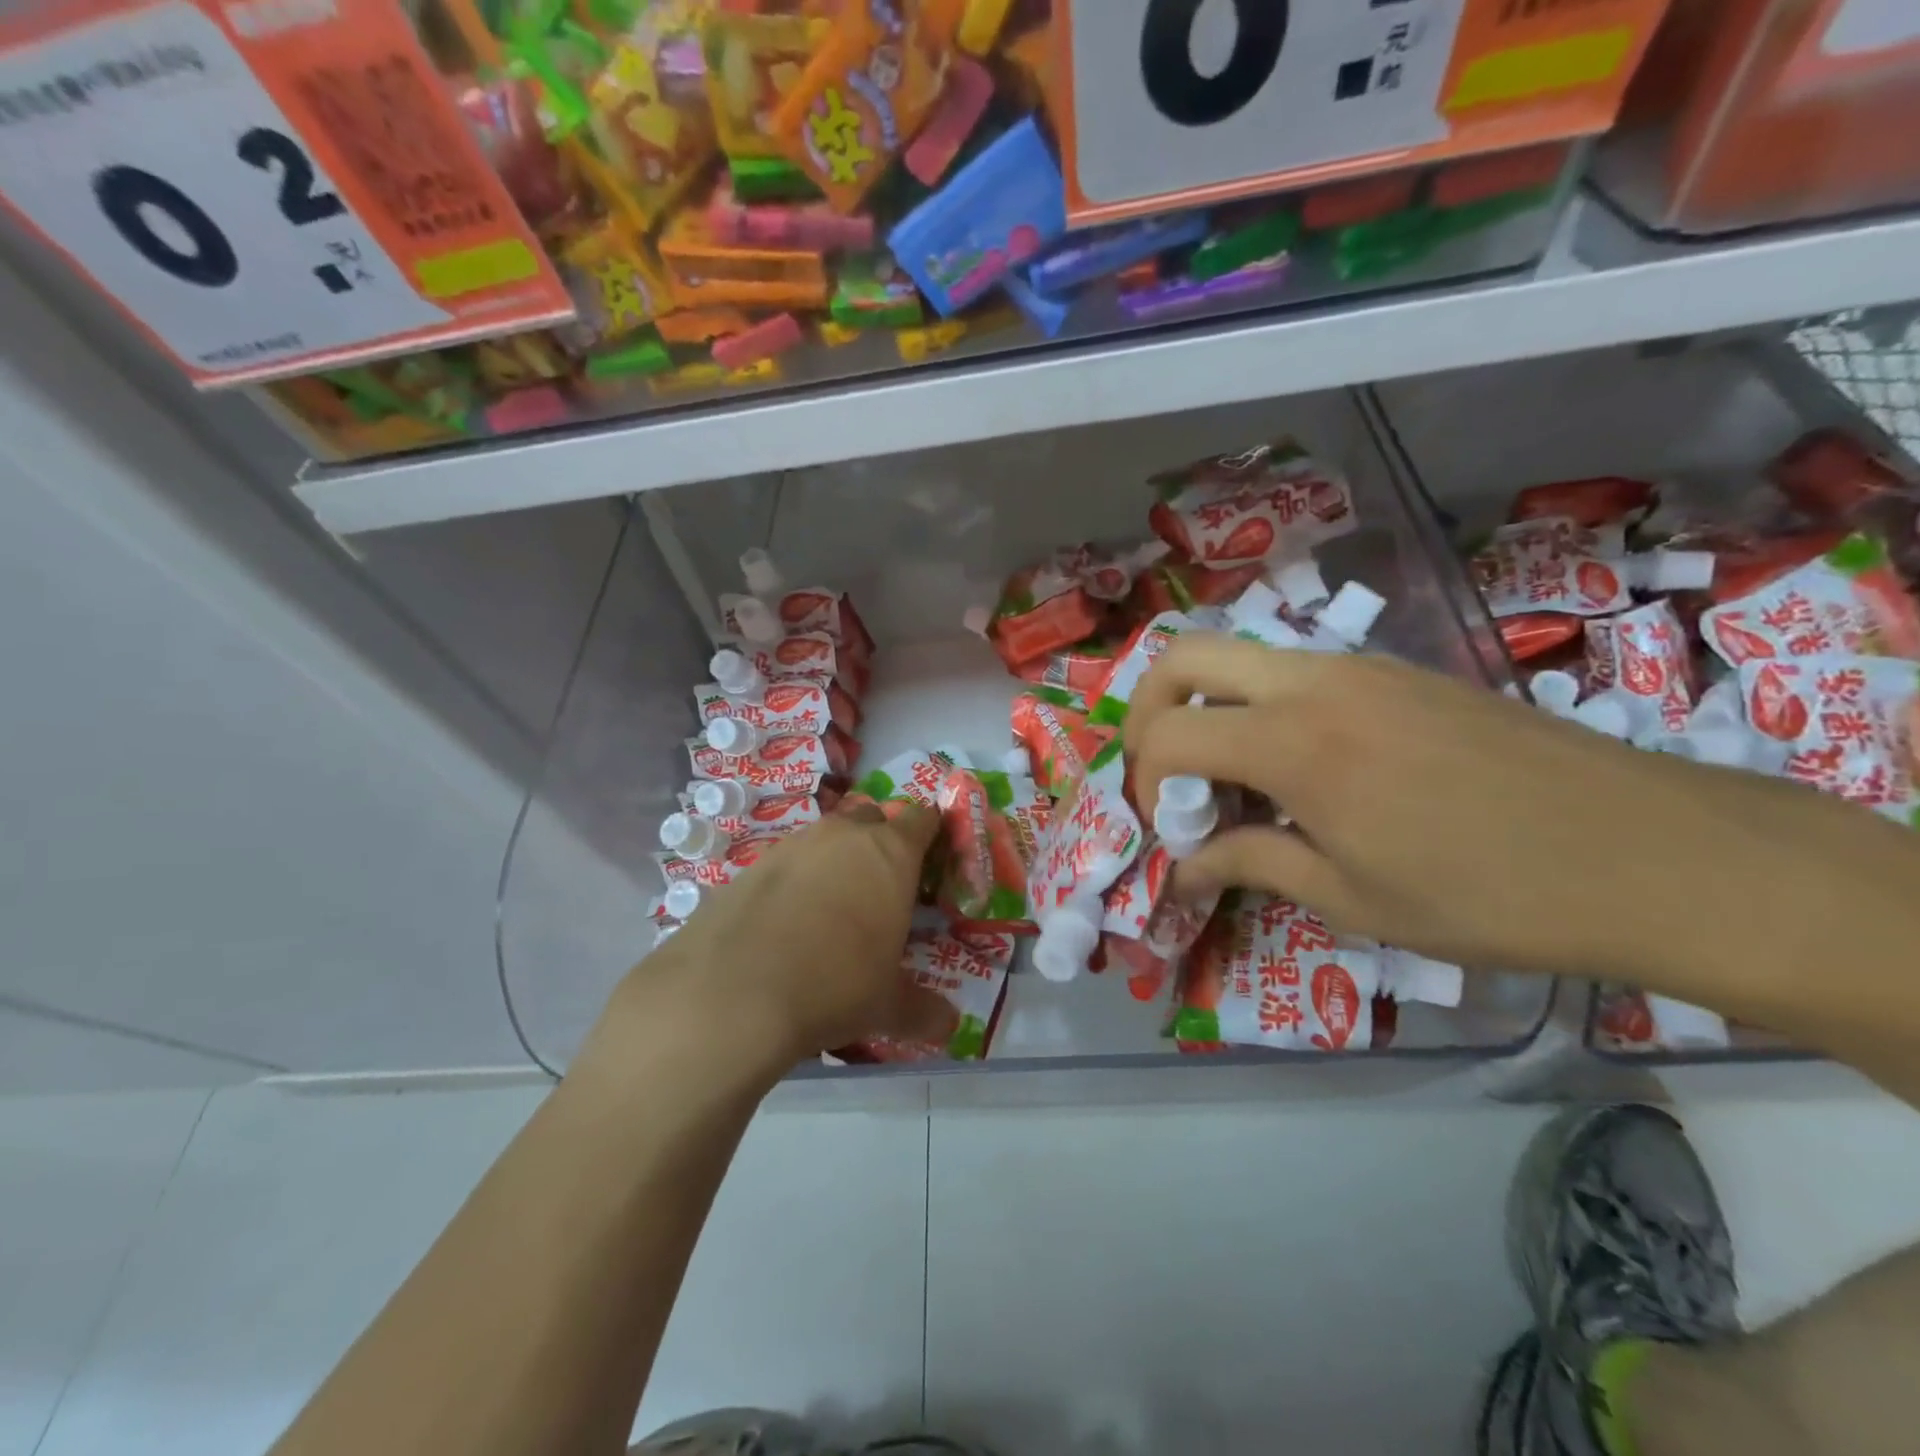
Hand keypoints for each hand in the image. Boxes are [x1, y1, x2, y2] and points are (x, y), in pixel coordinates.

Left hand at [601, 803, 955, 1078]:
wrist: (733, 992)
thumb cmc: (834, 985)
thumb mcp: (886, 1005)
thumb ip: (923, 1011)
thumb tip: (950, 1026)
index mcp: (890, 853)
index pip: (924, 819)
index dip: (932, 834)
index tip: (932, 861)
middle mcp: (843, 835)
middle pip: (873, 818)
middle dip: (881, 843)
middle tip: (883, 888)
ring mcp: (793, 845)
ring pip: (826, 838)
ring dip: (836, 861)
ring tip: (833, 910)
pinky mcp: (752, 864)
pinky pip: (788, 861)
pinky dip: (796, 881)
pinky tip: (788, 923)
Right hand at [1123, 635, 1919, 993]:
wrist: (1651, 853)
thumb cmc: (1489, 894)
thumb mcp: (1352, 898)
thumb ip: (1251, 863)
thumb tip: (1183, 868)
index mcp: (1293, 743)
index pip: (1167, 733)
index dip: (1142, 780)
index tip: (1163, 827)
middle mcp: (1314, 682)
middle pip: (1184, 655)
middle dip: (1148, 709)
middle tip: (1161, 770)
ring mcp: (1360, 667)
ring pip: (1240, 654)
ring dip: (1208, 705)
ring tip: (1231, 777)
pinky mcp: (1398, 671)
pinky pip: (1296, 669)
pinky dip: (1262, 706)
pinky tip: (1301, 767)